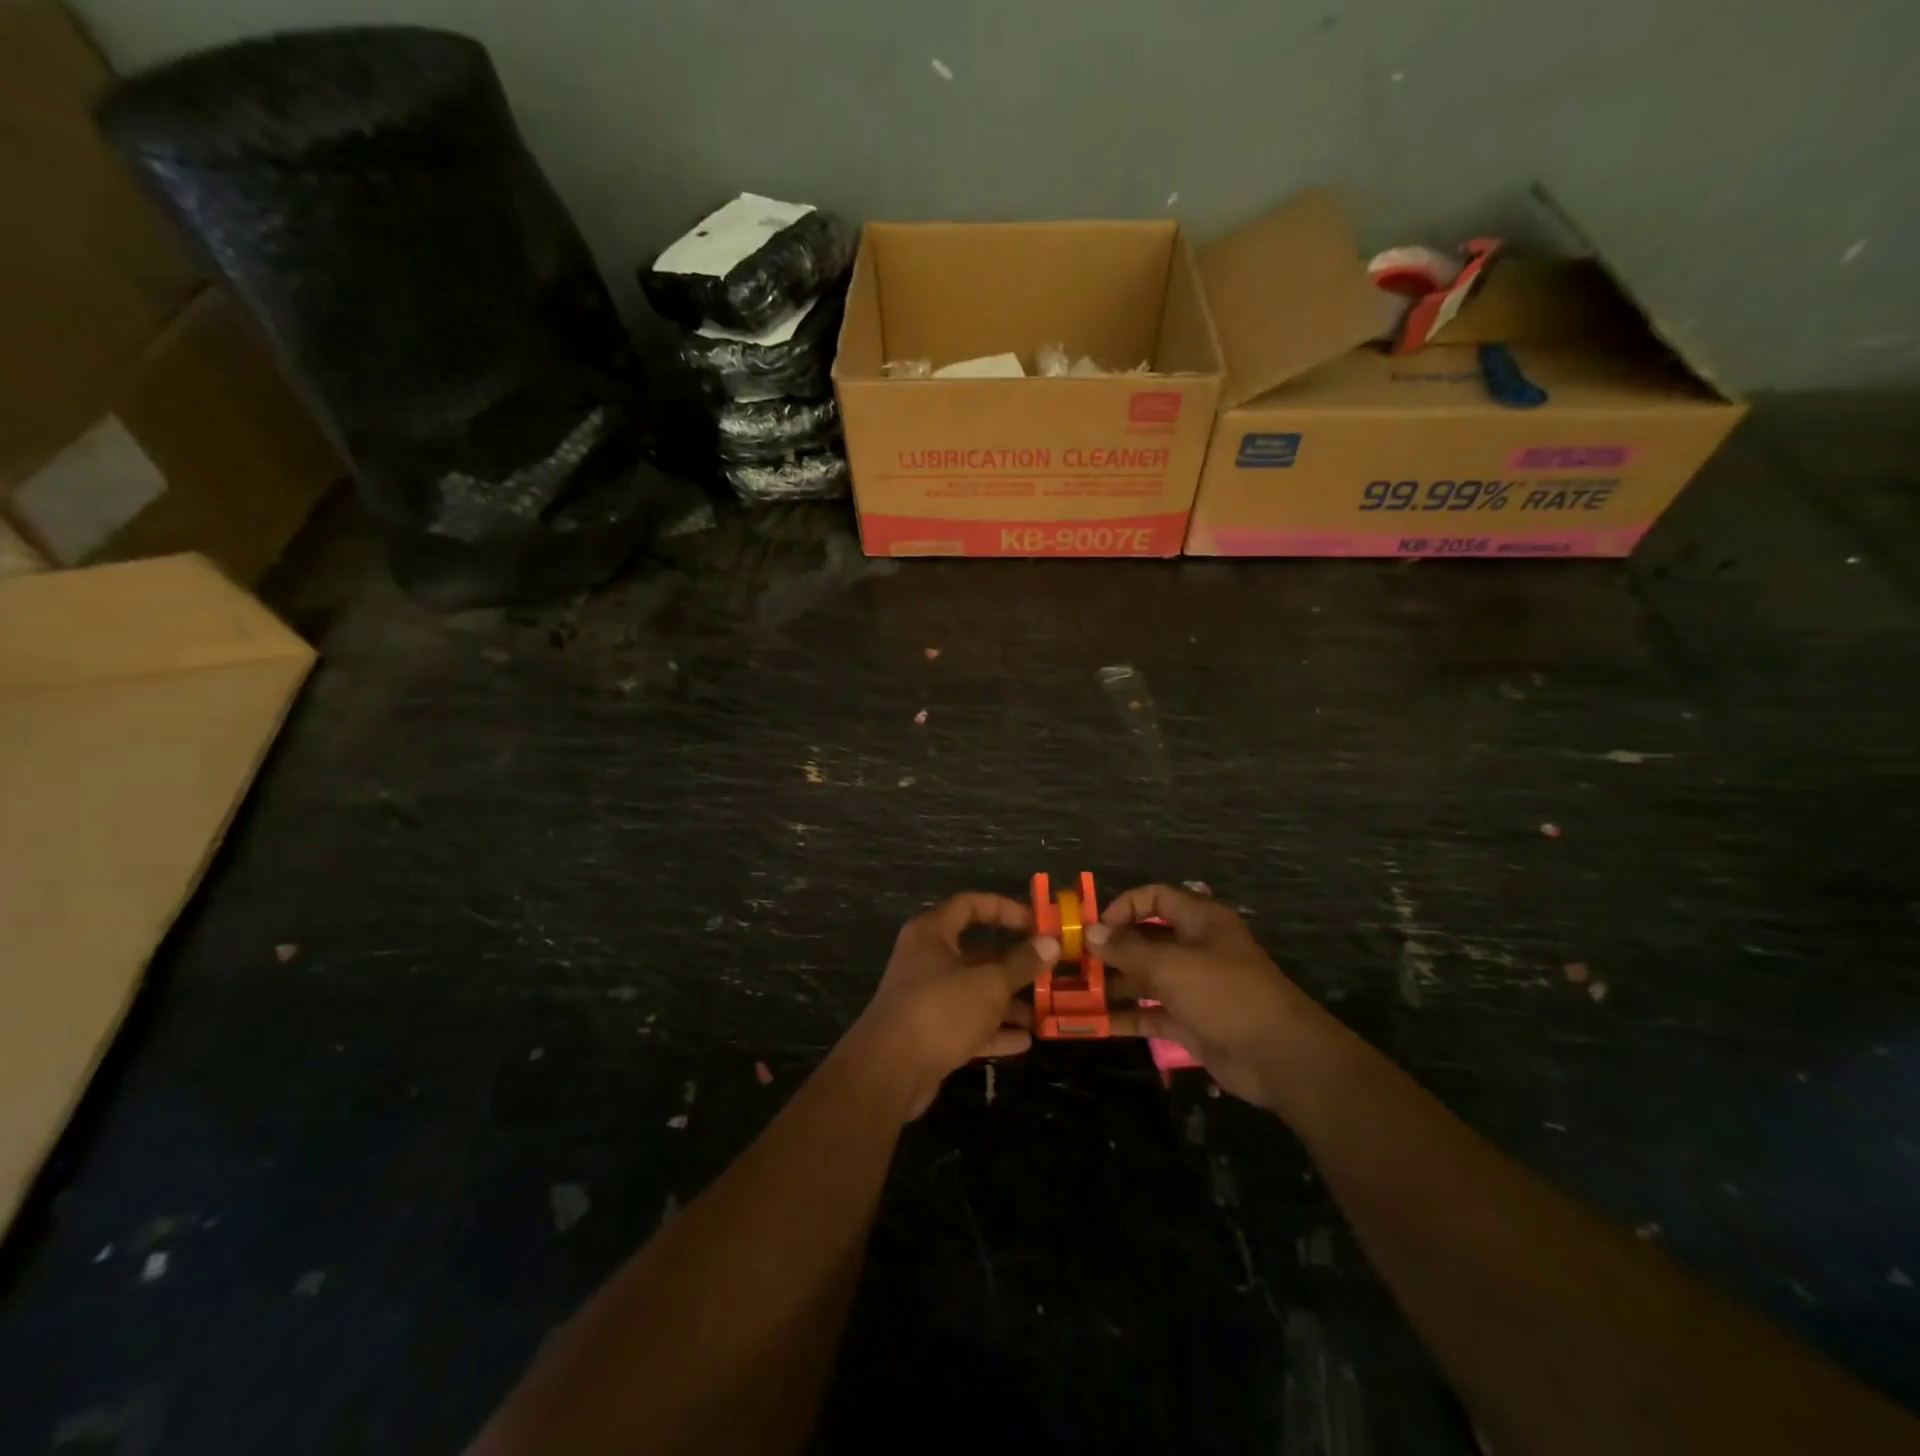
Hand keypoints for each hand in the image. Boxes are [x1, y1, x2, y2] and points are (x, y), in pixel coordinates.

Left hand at [854, 893, 1057, 1117]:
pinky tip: (1024, 1042)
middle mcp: (926, 960)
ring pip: (974, 992)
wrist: (889, 1071)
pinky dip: (993, 1031)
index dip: (1004, 909)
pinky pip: (967, 1025)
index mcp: (932, 934)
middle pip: (976, 953)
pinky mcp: (929, 1034)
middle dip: (1013, 965)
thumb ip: (1021, 963)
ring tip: (1043, 1012)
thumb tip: (1051, 943)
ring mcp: (926, 998)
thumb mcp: (989, 983)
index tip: (1036, 923)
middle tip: (1048, 973)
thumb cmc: (940, 1010)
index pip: (970, 905)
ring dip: (1007, 1002)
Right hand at [1091, 884, 1321, 1108]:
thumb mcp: (1171, 965)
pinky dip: (1125, 1016)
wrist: (1278, 1056)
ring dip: (1112, 984)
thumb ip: (1127, 950)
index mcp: (1199, 921)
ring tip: (1073, 992)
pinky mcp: (1189, 1022)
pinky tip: (1094, 1022)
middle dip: (1109, 949)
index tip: (1093, 927)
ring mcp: (1191, 987)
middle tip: (1072, 962)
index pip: (1154, 898)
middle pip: (1144, 939)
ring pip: (1144, 978)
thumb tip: (1091, 932)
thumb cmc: (1225, 993)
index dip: (1123, 906)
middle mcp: (1194, 948)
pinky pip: (1150, 1012)